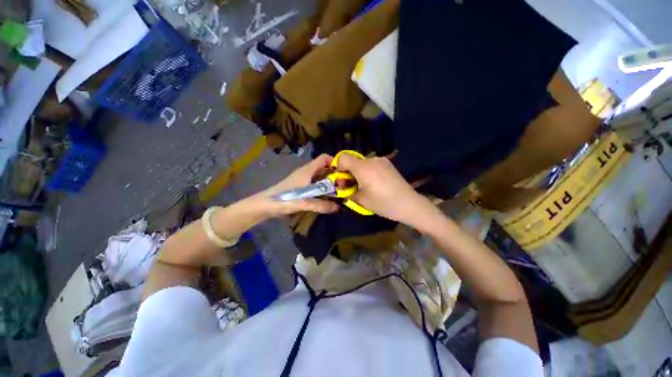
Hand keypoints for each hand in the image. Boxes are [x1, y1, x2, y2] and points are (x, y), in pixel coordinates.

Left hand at [258, 154, 339, 216]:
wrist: (264, 204)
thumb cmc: (283, 199)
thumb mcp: (303, 202)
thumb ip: (321, 205)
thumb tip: (339, 207)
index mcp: (308, 170)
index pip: (324, 158)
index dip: (336, 162)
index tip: (345, 173)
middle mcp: (306, 172)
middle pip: (324, 167)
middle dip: (335, 174)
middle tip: (346, 185)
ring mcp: (303, 179)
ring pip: (320, 176)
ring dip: (329, 182)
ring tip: (340, 192)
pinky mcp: (300, 186)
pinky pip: (315, 183)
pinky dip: (322, 188)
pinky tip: (327, 197)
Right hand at [337, 154, 436, 225]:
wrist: (409, 203)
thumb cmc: (383, 203)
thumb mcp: (361, 200)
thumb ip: (347, 191)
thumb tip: (342, 187)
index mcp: (363, 168)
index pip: (343, 157)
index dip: (338, 166)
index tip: (341, 178)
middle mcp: (371, 160)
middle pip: (353, 160)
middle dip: (348, 171)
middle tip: (352, 185)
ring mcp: (382, 160)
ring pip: (362, 162)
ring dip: (359, 171)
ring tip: (365, 185)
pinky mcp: (388, 164)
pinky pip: (372, 164)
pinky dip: (368, 171)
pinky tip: (375, 183)